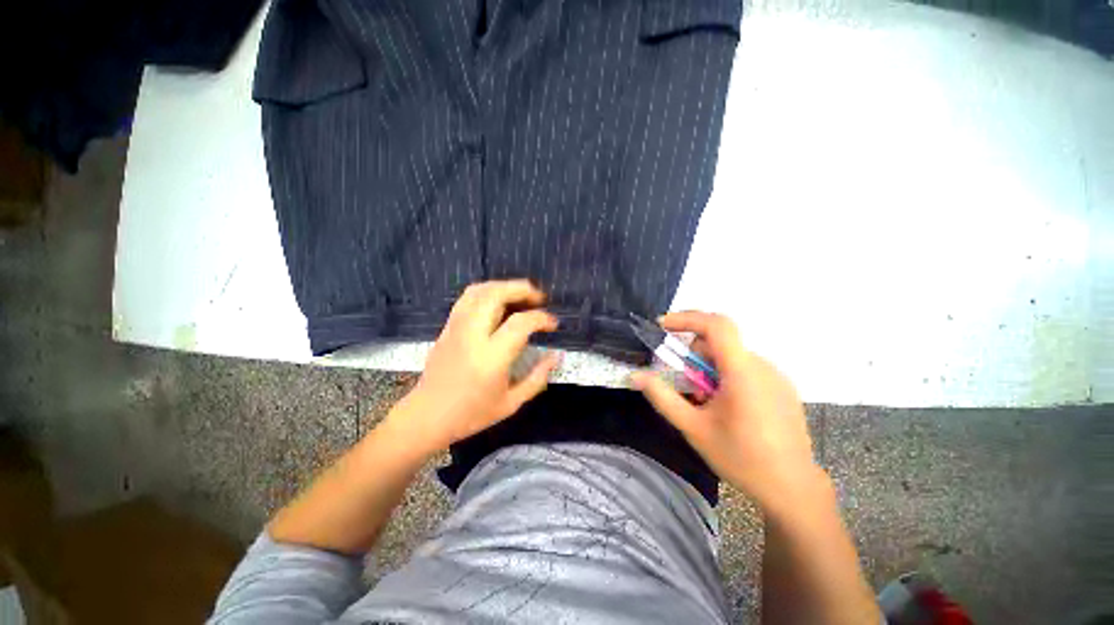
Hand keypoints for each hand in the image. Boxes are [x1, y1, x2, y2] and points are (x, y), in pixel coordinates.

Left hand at [387, 280, 560, 456]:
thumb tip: (556, 356)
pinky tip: (499, 301)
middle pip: (496, 294)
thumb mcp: (511, 403)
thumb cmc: (471, 414)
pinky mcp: (448, 326)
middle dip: (522, 289)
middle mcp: (472, 335)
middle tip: (539, 298)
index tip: (553, 324)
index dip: (541, 318)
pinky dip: (488, 291)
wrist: (426, 416)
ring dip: (504, 286)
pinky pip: (468, 297)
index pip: (520, 323)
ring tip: (521, 295)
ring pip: (480, 290)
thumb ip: (537, 378)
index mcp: (491, 357)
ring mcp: (456, 327)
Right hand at [631, 311, 821, 514]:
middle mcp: (763, 366)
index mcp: (743, 372)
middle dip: (693, 353)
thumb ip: (662, 397)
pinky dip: (726, 375)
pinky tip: (726, 406)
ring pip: (731, 355)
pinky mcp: (782, 387)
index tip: (662, 326)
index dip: (687, 319)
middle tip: (682, 382)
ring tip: (704, 401)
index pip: (716, 325)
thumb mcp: (693, 428)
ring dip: (709, 367)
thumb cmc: (741, 458)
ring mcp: (776, 376)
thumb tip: (636, 376)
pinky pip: (746, 368)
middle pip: (719, 342)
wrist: (793, 489)